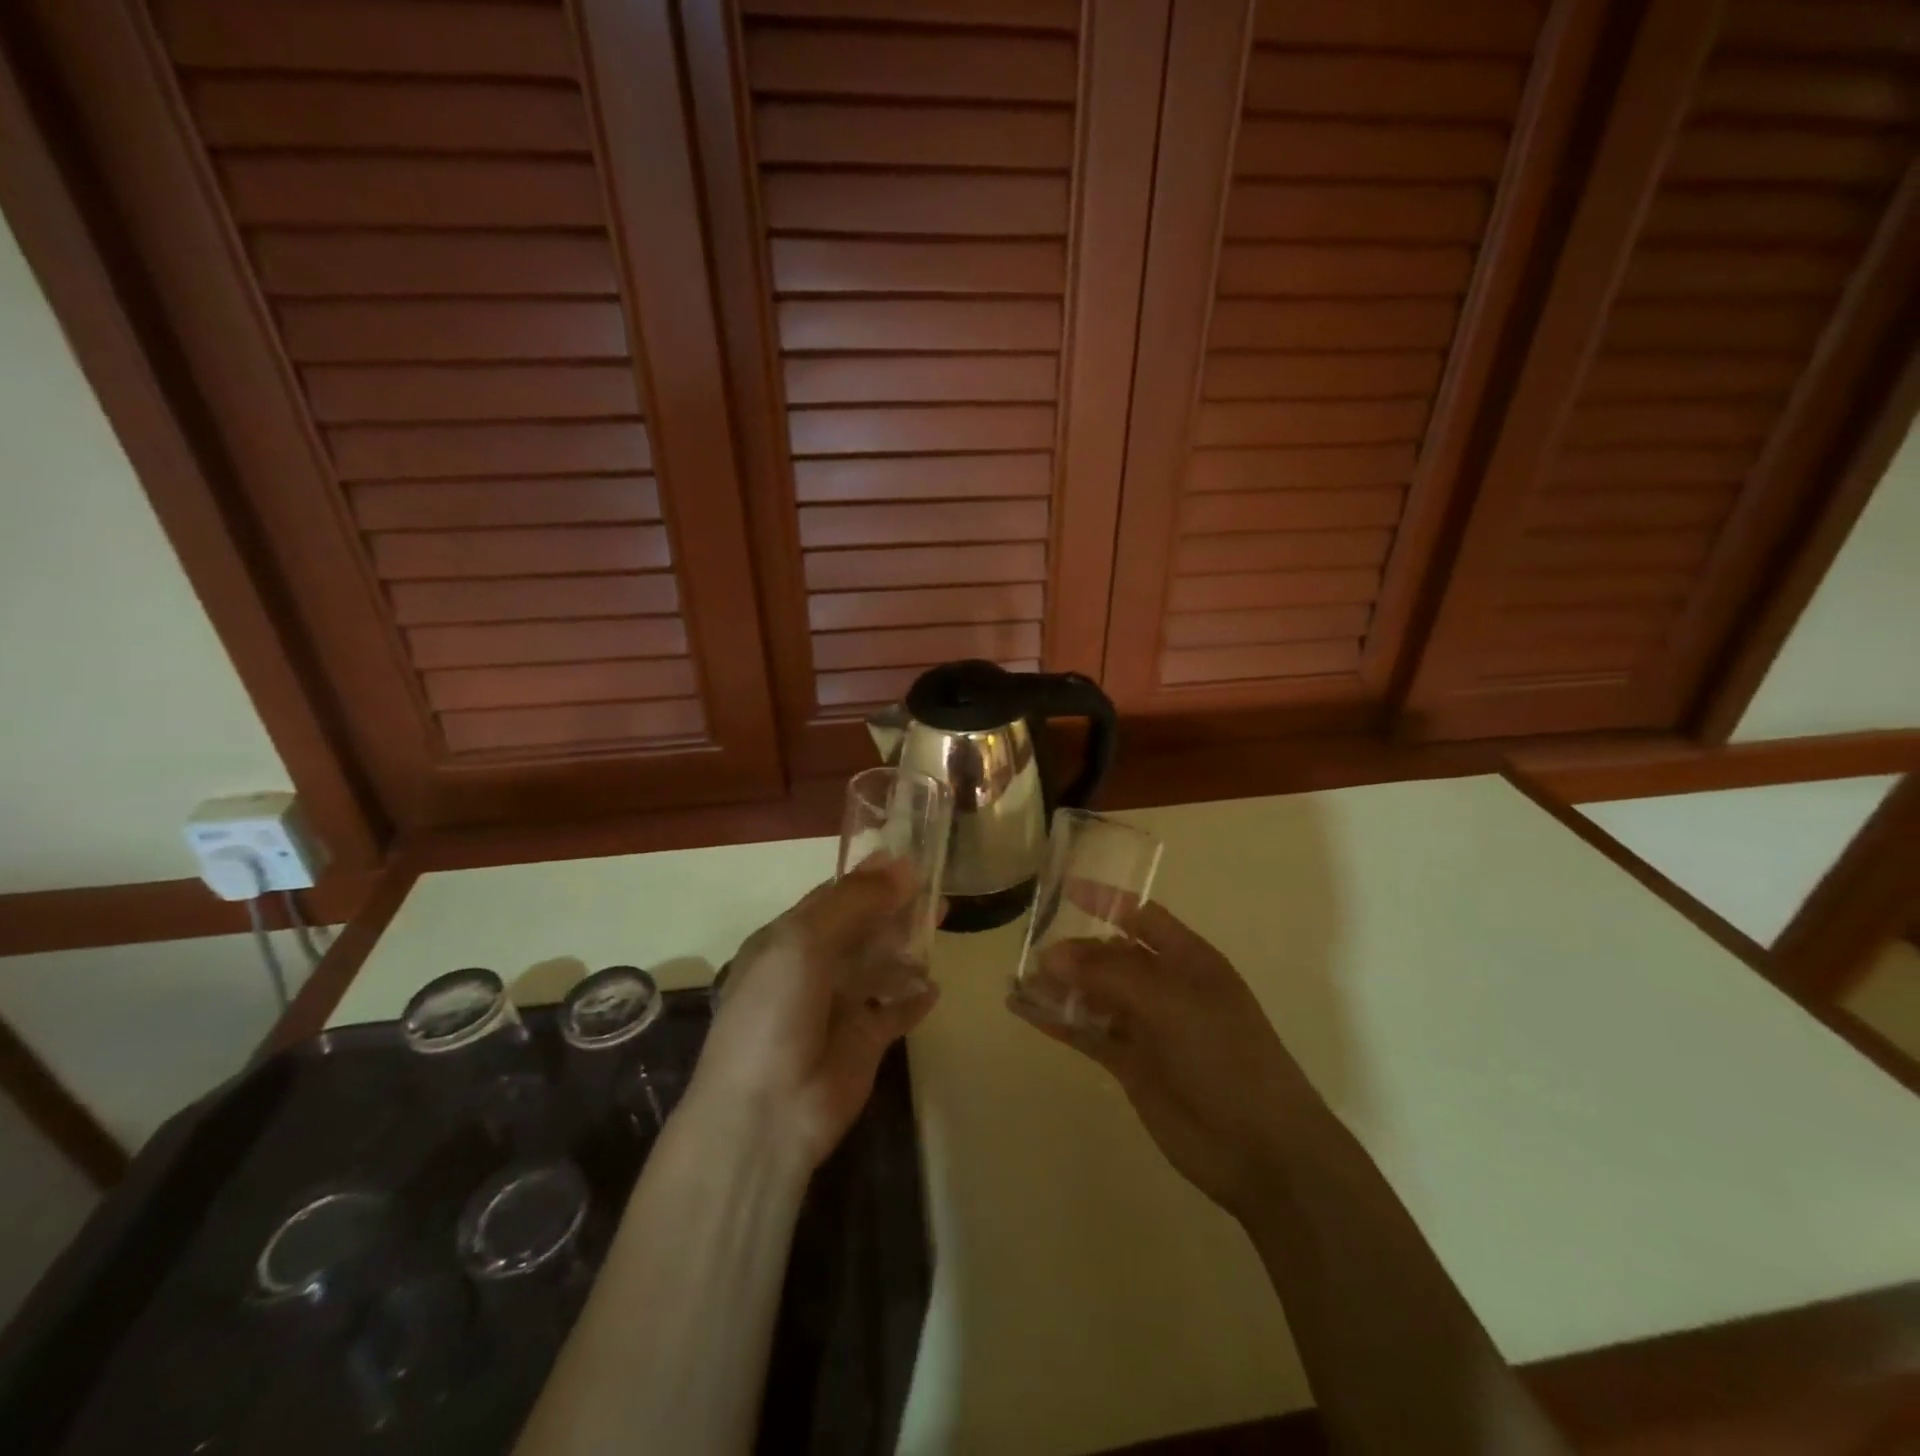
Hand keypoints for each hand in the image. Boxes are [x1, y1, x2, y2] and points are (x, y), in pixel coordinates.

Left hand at [687, 858, 938, 1168]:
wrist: (767, 1113)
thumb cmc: (775, 1012)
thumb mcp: (804, 942)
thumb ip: (854, 901)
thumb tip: (904, 864)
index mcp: (787, 939)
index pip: (833, 897)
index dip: (870, 878)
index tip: (912, 859)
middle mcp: (813, 967)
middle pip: (863, 928)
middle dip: (897, 908)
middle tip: (938, 891)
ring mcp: (840, 1005)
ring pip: (881, 965)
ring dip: (908, 947)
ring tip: (942, 926)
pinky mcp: (865, 1041)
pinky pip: (896, 1011)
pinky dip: (915, 999)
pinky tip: (935, 987)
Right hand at [1009, 903, 1315, 1218]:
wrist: (1261, 1149)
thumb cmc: (1225, 1056)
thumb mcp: (1172, 1002)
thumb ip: (1110, 974)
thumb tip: (1052, 954)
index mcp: (1188, 960)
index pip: (1141, 917)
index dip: (1105, 900)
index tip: (1063, 888)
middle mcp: (1166, 987)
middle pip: (1110, 956)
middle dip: (1073, 950)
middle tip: (1029, 952)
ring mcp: (1147, 1027)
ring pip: (1095, 996)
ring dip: (1060, 987)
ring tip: (1018, 980)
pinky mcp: (1130, 1065)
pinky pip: (1088, 1033)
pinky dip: (1058, 1022)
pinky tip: (1025, 1012)